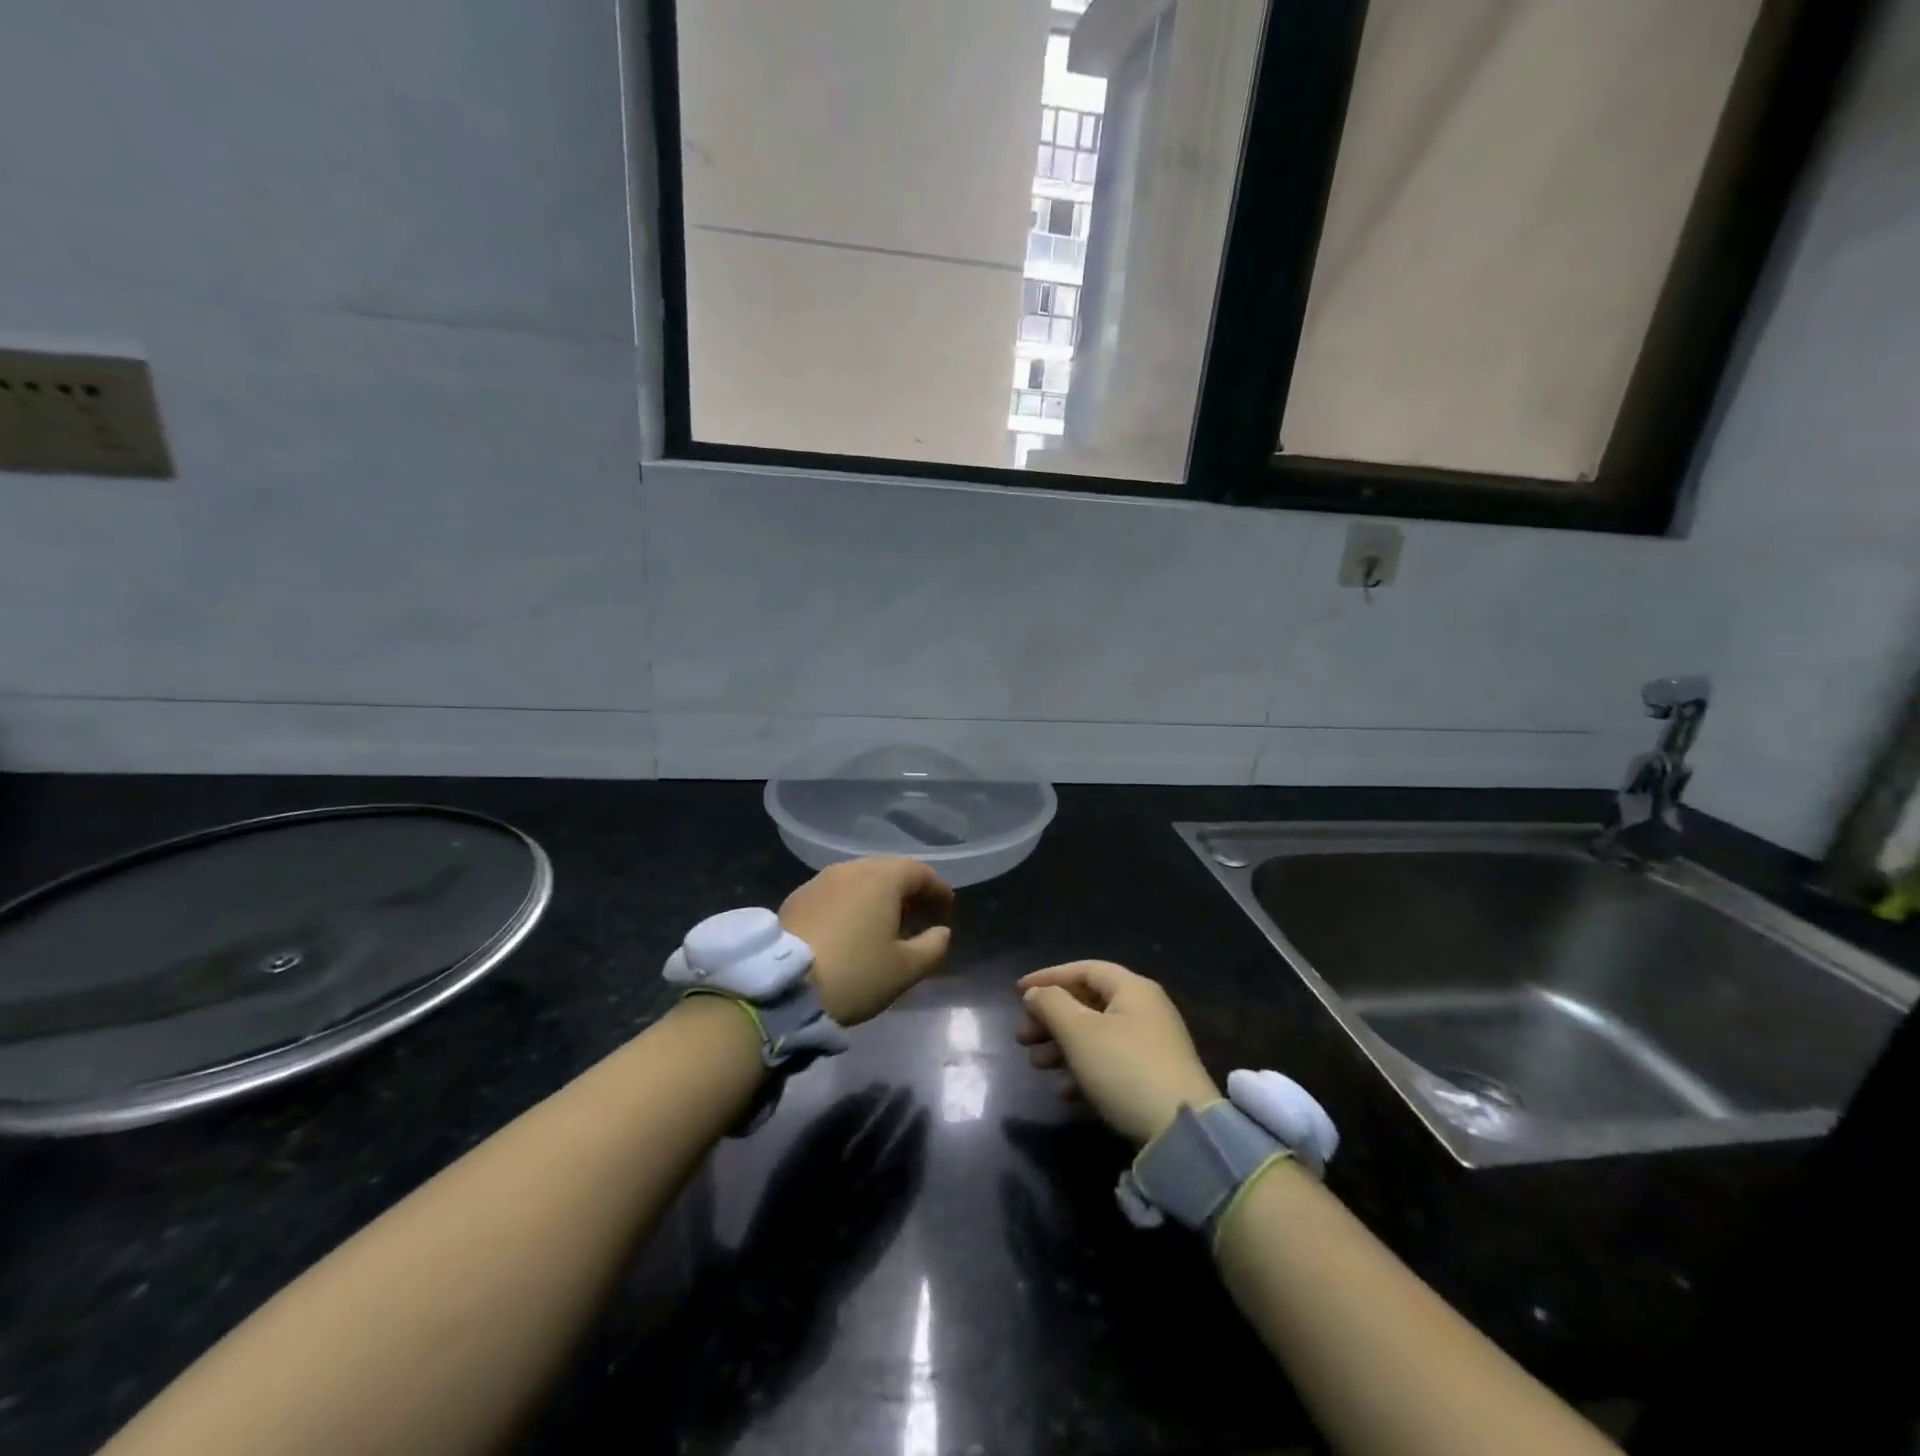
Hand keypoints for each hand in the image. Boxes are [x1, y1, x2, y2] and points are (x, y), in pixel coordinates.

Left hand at [779, 857, 953, 1024]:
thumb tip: (942, 932)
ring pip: (859, 879)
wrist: (783, 986)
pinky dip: (852, 902)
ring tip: (886, 922)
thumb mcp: (905, 969)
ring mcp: (820, 880)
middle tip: (920, 913)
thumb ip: (932, 947)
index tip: (947, 908)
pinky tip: (851, 927)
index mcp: (882, 878)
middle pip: (888, 870)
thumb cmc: (855, 973)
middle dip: (908, 889)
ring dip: (878, 895)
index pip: (919, 872)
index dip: (937, 889)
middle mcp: (851, 869)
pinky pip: (836, 892)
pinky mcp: (797, 897)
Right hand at [1016, 961, 1220, 1145]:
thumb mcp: (1080, 1032)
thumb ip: (1051, 1005)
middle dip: (1051, 1019)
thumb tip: (1036, 993)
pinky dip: (1083, 1070)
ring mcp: (1151, 1045)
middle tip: (1022, 1037)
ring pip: (1096, 1034)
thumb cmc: (1124, 1068)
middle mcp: (1144, 1010)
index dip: (1049, 977)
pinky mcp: (1152, 1077)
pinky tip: (1063, 1090)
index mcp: (1132, 989)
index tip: (1017, 991)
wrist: (1181, 1133)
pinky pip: (1109, 1062)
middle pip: (1088, 1003)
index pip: (1084, 969)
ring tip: (1035, 1063)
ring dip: (1062, 1046)